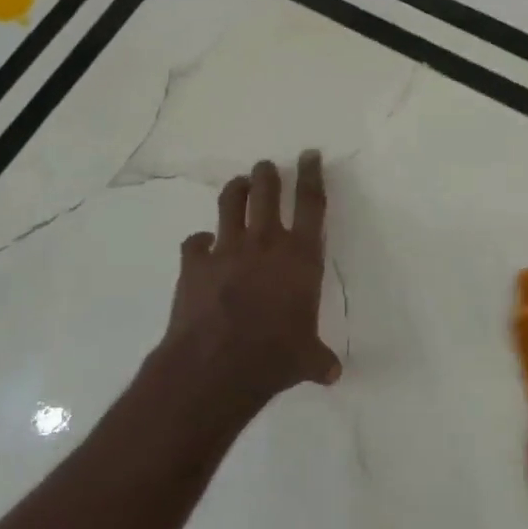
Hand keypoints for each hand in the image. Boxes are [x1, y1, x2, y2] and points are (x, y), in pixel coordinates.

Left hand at [155, 151, 341, 415]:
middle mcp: (266, 243)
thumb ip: (319, 359)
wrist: (216, 366)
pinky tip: (201, 245)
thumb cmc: (275, 357)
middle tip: (267, 166)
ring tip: (239, 184)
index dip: (312, 175)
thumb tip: (332, 373)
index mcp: (301, 257)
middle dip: (268, 174)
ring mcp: (227, 250)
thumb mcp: (307, 359)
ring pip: (232, 204)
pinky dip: (199, 241)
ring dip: (236, 190)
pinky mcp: (195, 264)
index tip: (309, 155)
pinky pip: (195, 242)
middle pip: (268, 192)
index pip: (311, 204)